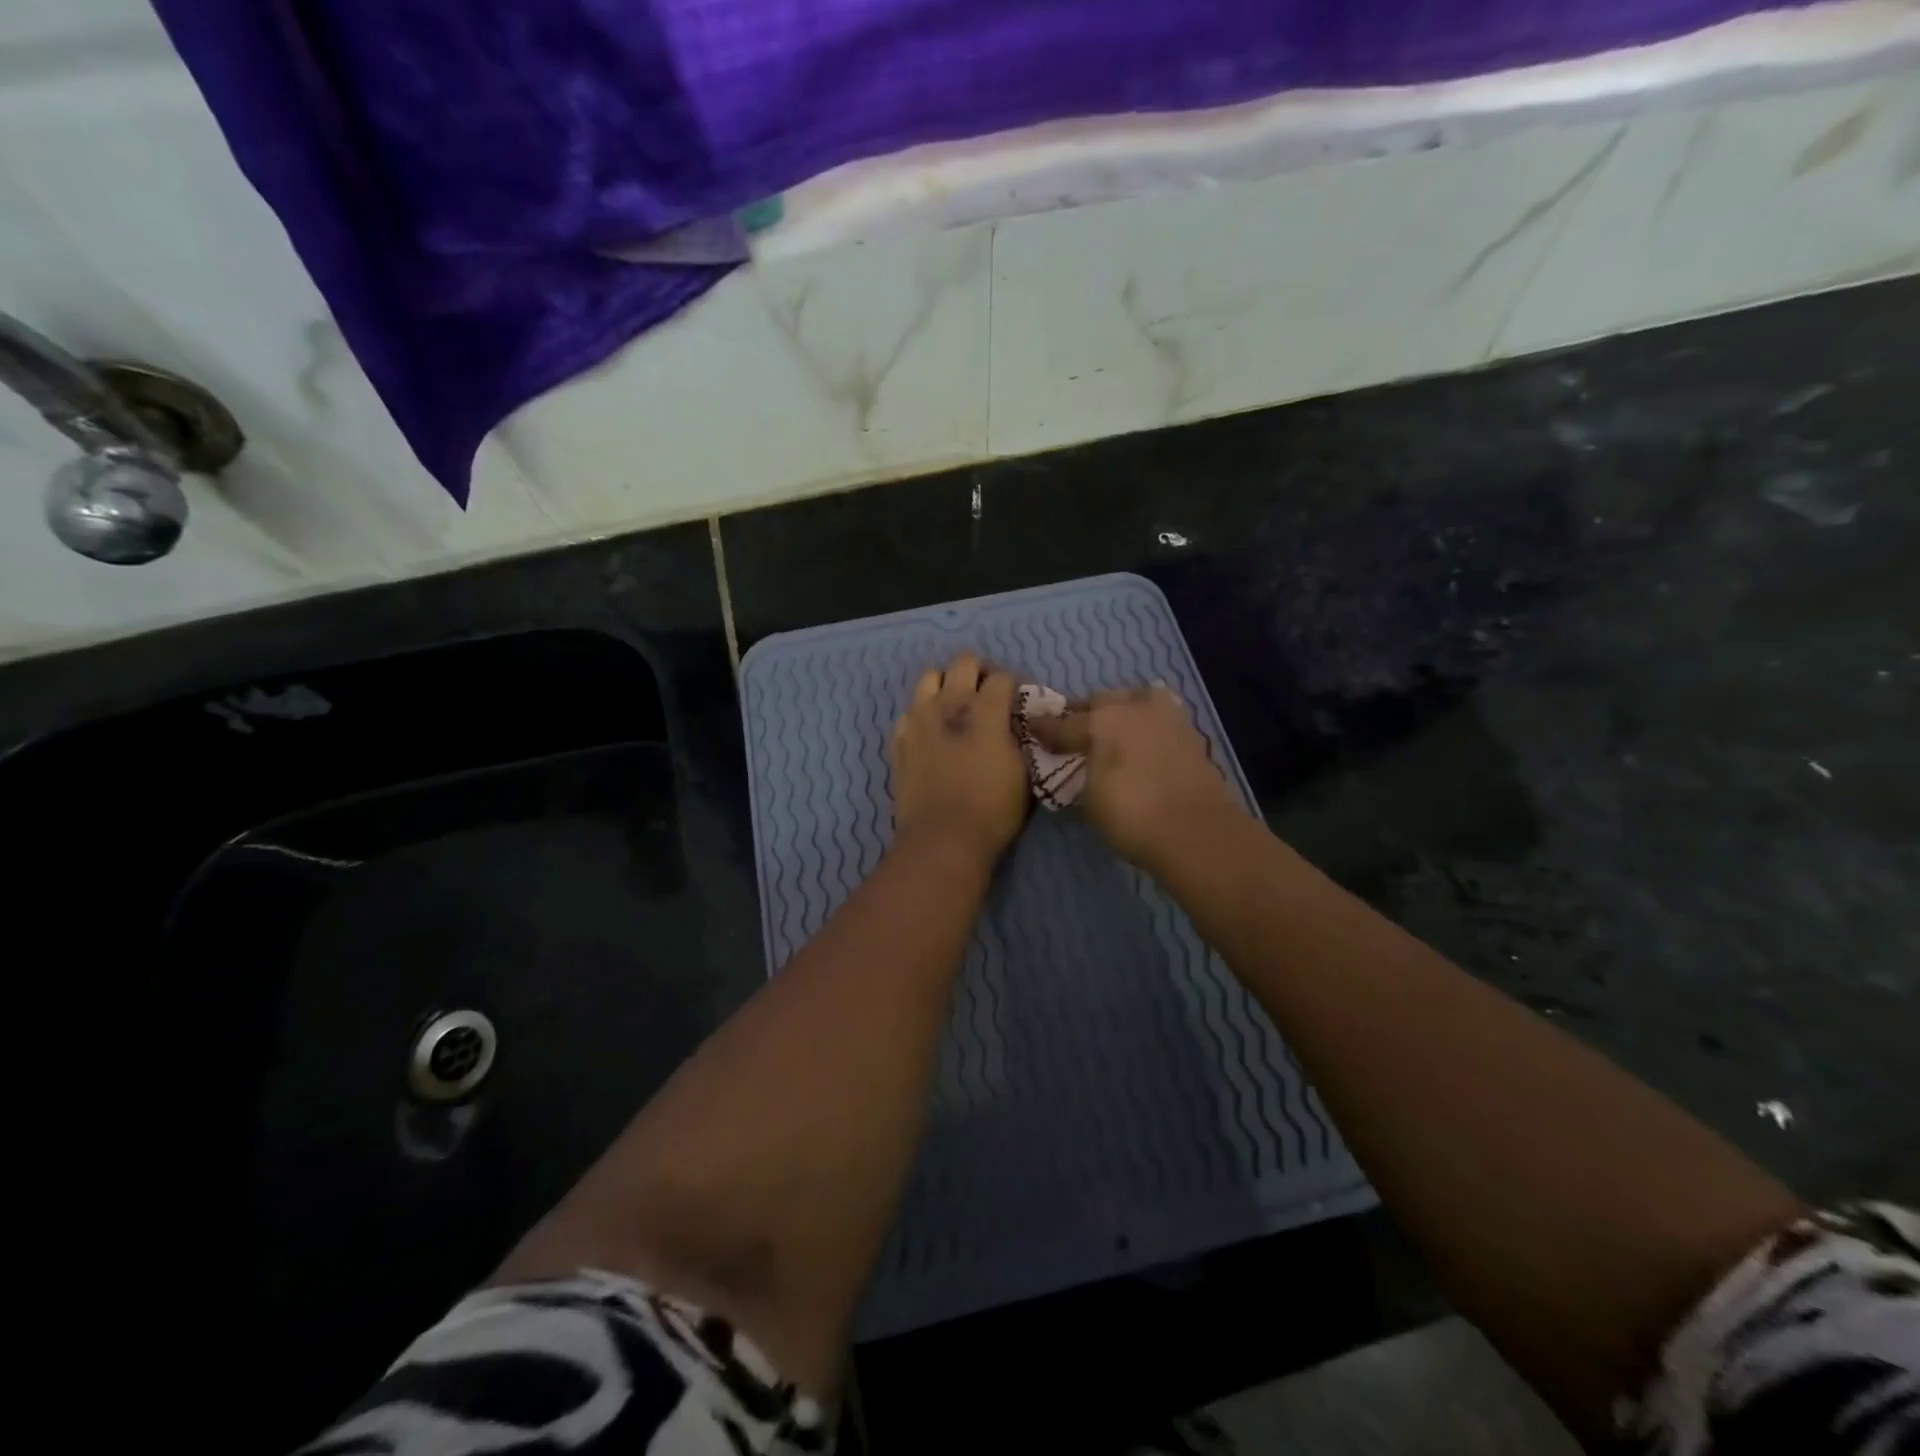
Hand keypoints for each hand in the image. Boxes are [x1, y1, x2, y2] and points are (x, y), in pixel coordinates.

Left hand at [889, 652, 1028, 864]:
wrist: (942, 839)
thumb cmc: (992, 809)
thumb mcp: (1022, 772)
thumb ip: (1018, 738)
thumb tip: (1014, 724)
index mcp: (985, 709)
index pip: (1002, 677)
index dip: (1013, 685)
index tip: (1017, 702)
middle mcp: (949, 703)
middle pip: (964, 662)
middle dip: (979, 672)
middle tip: (987, 695)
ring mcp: (919, 719)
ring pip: (929, 677)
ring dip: (946, 684)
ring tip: (955, 706)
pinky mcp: (899, 740)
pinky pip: (909, 711)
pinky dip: (922, 713)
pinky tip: (931, 732)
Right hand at [1029, 685, 1247, 869]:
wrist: (1196, 832)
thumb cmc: (1131, 815)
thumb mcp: (1090, 799)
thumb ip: (1082, 773)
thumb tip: (1082, 765)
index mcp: (1102, 719)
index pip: (1063, 722)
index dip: (1045, 728)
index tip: (1032, 728)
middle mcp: (1134, 707)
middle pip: (1101, 701)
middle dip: (1085, 714)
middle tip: (1075, 733)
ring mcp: (1166, 716)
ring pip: (1135, 700)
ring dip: (1121, 712)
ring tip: (1112, 733)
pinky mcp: (1191, 733)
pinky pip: (1159, 718)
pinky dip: (1146, 726)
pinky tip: (1140, 743)